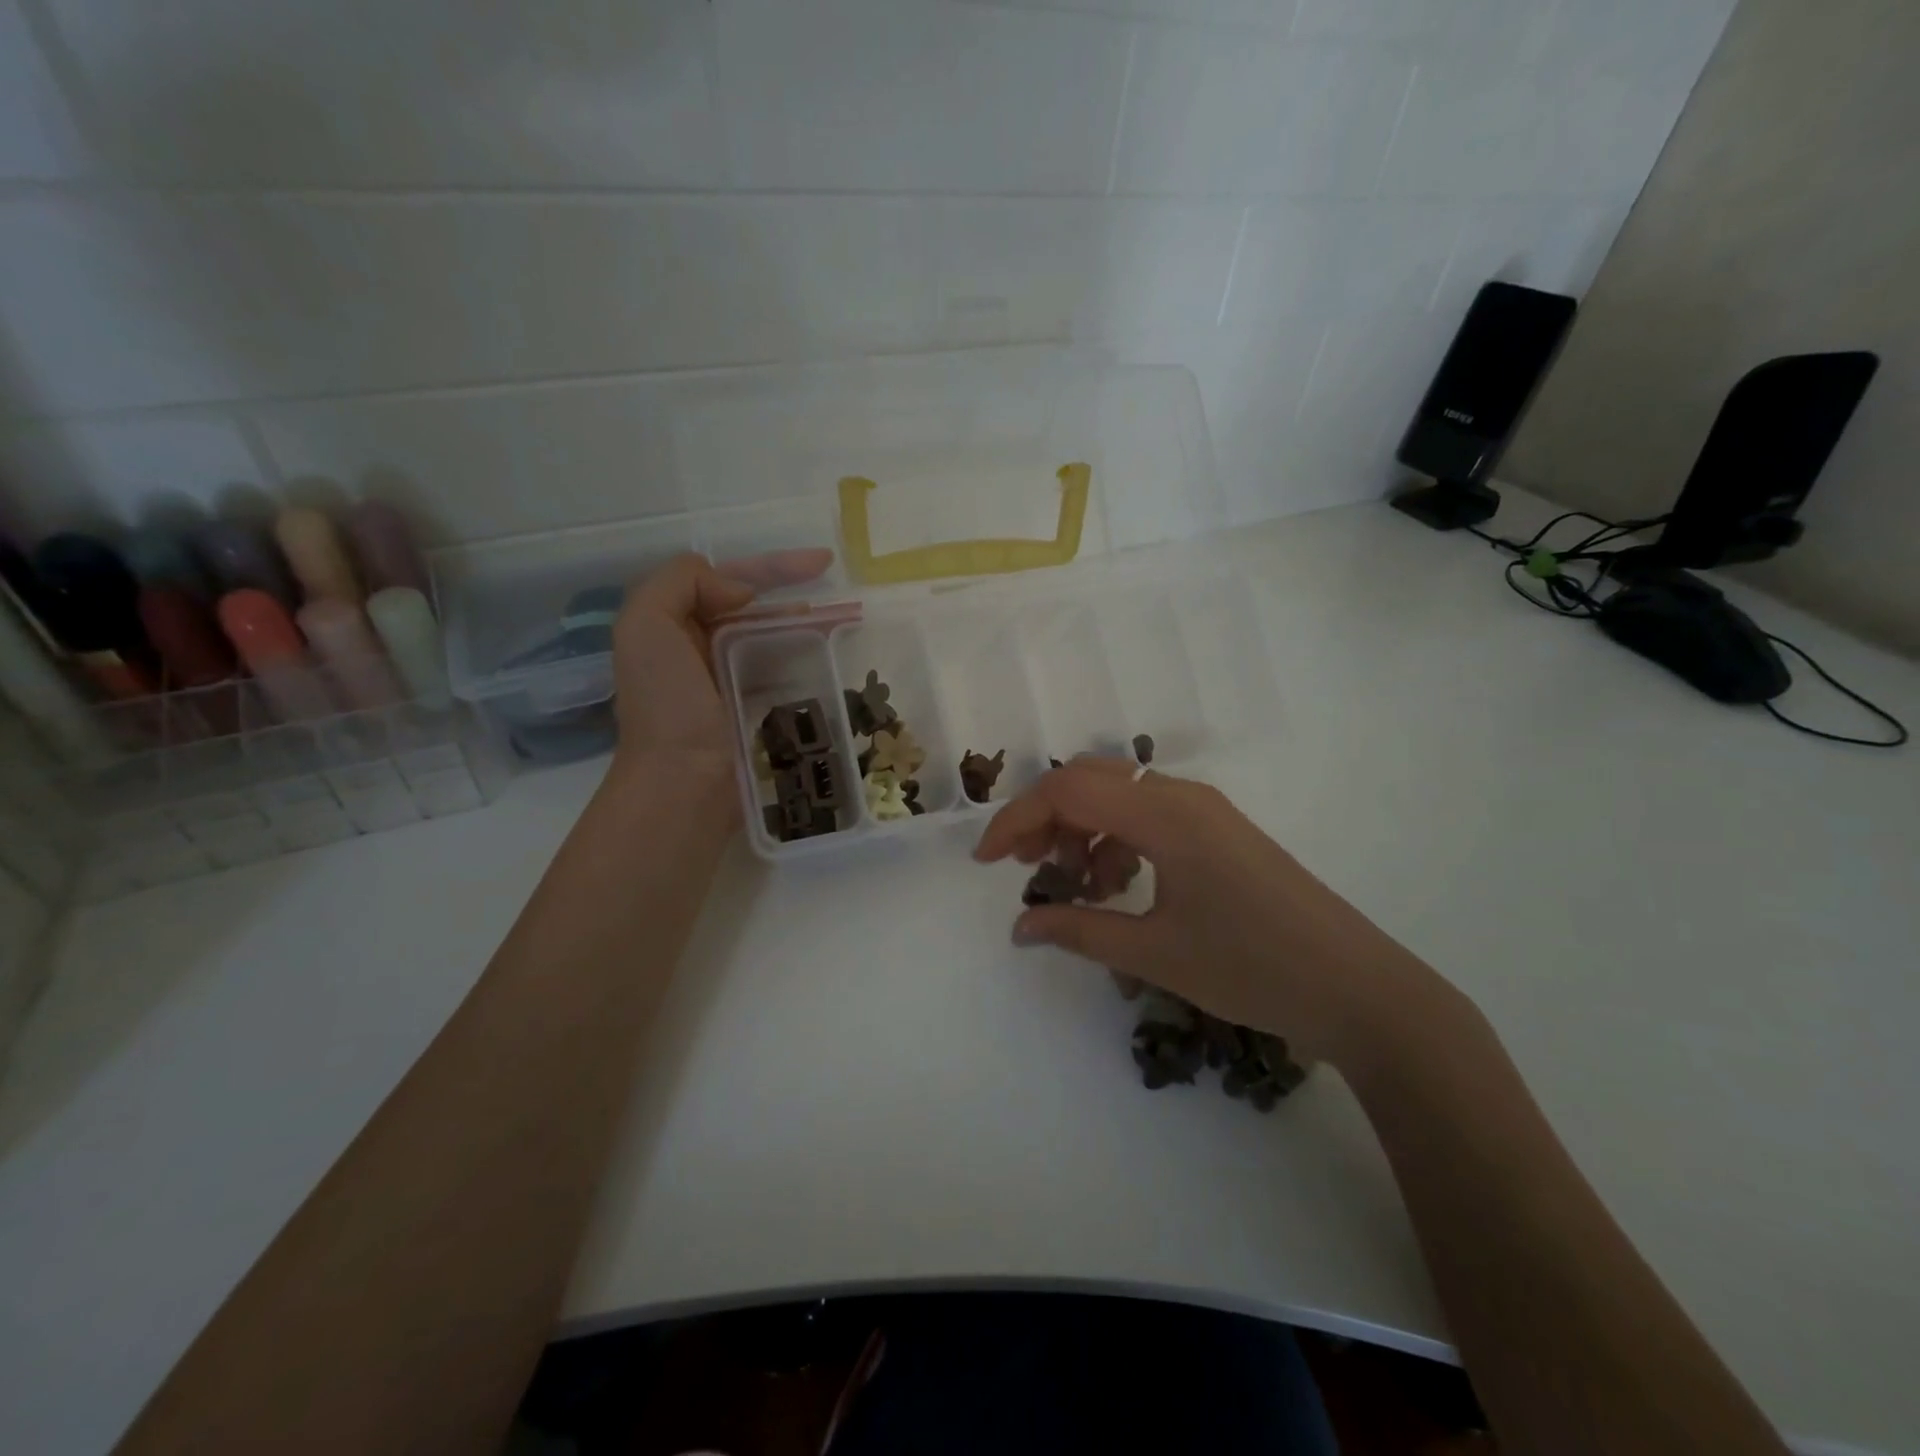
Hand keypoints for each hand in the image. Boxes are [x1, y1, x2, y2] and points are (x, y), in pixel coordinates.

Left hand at [611, 549, 833, 766]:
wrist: (682, 784)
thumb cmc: (667, 705)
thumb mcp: (645, 625)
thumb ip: (681, 582)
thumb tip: (739, 592)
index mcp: (673, 625)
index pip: (728, 579)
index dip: (773, 566)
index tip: (822, 564)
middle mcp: (699, 650)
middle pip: (756, 610)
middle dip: (798, 598)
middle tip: (845, 600)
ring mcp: (729, 684)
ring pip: (775, 642)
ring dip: (809, 630)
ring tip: (849, 628)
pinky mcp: (754, 715)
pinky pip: (784, 677)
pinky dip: (807, 664)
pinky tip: (834, 662)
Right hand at [972, 759, 1450, 1070]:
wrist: (1359, 989)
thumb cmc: (1253, 969)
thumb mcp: (1154, 954)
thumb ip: (1079, 931)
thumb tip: (1019, 927)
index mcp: (1166, 816)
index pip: (1068, 791)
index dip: (1017, 820)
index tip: (986, 862)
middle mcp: (1183, 797)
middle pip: (1089, 781)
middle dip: (1045, 818)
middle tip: (1023, 867)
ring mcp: (1205, 811)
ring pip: (1119, 796)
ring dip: (1082, 830)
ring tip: (1074, 885)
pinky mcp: (1218, 831)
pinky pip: (1149, 817)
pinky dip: (1117, 841)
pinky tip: (1118, 888)